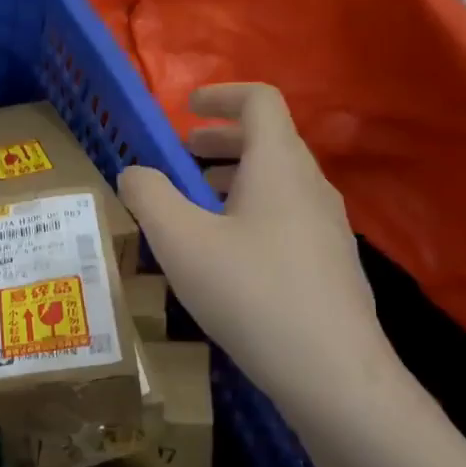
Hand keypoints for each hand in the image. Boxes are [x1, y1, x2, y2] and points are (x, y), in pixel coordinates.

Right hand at [116, 84, 391, 410]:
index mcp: (278, 166)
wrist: (332, 372)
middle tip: (179, 159)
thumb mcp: (180, 241)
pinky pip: (285, 216)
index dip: (221, 94)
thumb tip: (134, 173)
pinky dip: (250, 213)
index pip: (259, 100)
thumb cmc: (250, 292)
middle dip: (218, 142)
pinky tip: (225, 257)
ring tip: (194, 209)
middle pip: (268, 141)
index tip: (185, 108)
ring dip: (232, 180)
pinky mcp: (330, 263)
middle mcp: (311, 186)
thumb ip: (149, 196)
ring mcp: (328, 226)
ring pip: (276, 182)